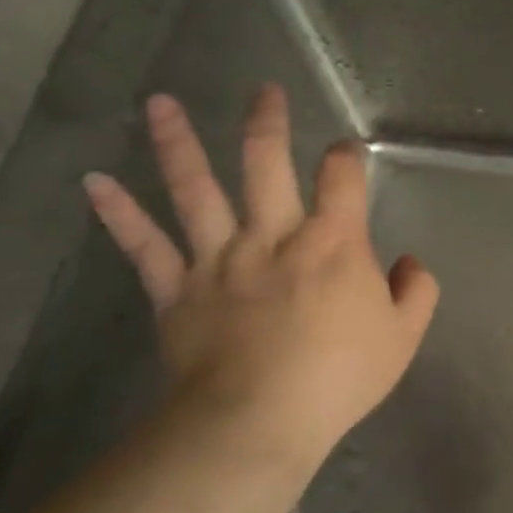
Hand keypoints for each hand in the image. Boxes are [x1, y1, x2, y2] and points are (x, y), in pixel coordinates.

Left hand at [82, 85, 438, 466]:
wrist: (260, 421)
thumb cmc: (340, 377)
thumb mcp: (403, 337)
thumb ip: (417, 291)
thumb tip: (410, 262)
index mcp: (333, 242)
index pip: (343, 178)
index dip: (347, 157)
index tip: (346, 154)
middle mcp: (274, 235)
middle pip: (266, 163)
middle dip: (268, 123)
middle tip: (264, 91)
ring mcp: (219, 258)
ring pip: (195, 189)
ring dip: (178, 143)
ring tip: (161, 103)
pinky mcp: (177, 289)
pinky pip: (144, 246)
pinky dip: (119, 214)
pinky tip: (95, 182)